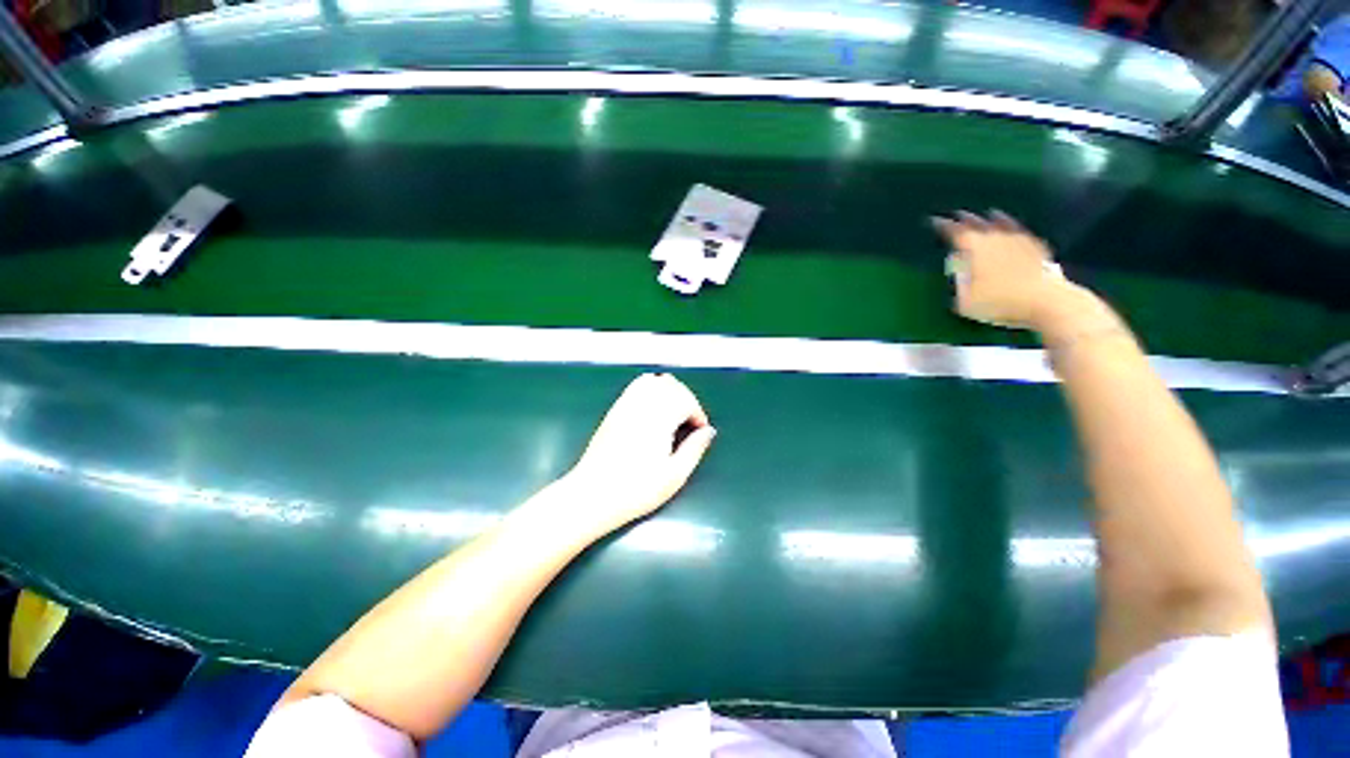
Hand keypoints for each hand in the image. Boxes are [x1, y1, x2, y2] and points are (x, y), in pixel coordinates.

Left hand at [559, 373, 715, 531]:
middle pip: (671, 385)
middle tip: (690, 422)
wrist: (592, 495)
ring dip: (669, 391)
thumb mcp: (674, 476)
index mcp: (658, 419)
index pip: (685, 400)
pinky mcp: (615, 409)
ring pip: (654, 381)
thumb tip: (708, 431)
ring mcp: (626, 405)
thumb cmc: (636, 490)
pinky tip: (654, 408)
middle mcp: (642, 405)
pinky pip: (636, 386)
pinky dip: (651, 388)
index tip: (700, 430)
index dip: (698, 413)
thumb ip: (695, 449)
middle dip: (687, 399)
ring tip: (674, 412)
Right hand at [932, 210, 1078, 329]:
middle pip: (978, 223)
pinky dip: (1014, 228)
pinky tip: (1014, 230)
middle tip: (957, 215)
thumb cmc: (999, 302)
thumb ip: (958, 282)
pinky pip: (1021, 232)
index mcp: (975, 248)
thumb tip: (957, 268)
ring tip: (989, 214)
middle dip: (965, 219)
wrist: (1046, 301)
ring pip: (1002, 223)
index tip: (934, 220)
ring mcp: (1019, 240)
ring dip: (992, 219)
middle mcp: (996, 238)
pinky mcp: (1037, 247)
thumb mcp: (965, 301)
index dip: (943, 226)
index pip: (955, 232)